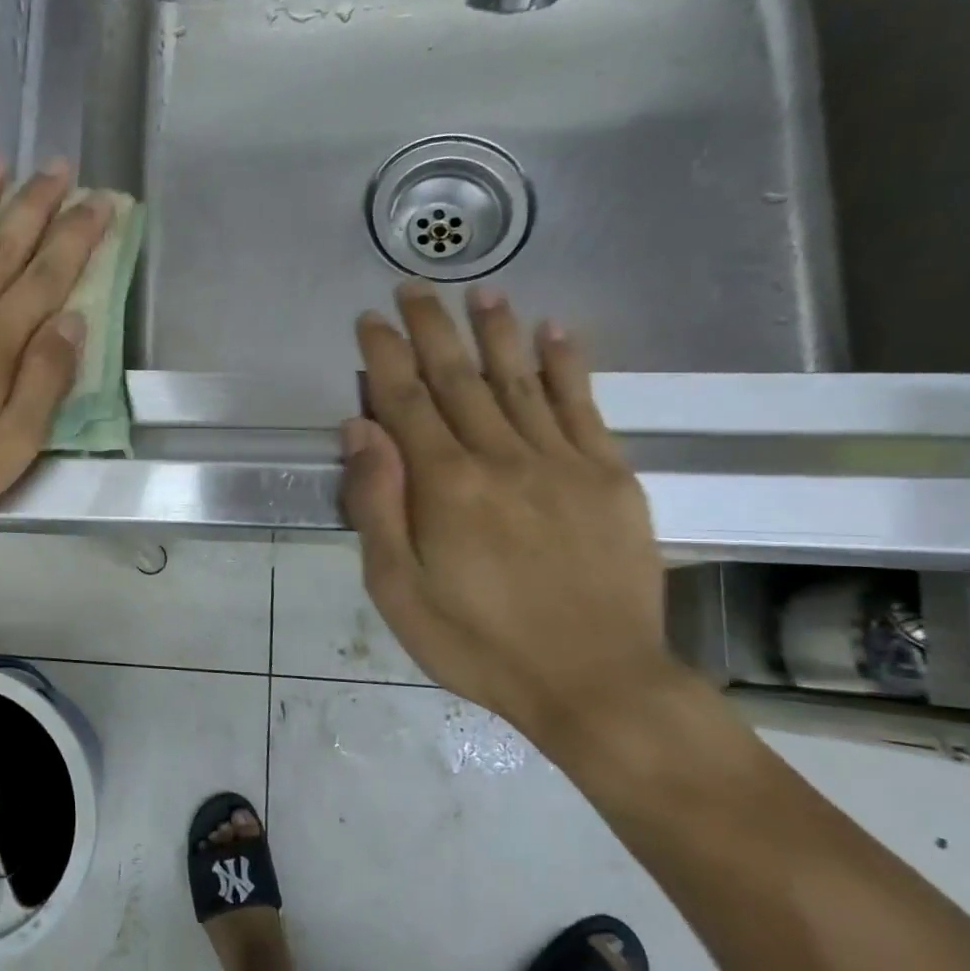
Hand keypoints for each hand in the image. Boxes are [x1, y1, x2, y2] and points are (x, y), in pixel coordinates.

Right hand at [341, 284, 676, 746]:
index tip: (369, 320)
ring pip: (521, 380)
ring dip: (497, 332)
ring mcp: (562, 463)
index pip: (406, 401)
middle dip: (432, 328)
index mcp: (444, 486)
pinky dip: (568, 366)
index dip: (385, 355)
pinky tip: (557, 332)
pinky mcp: (609, 478)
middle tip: (413, 287)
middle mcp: (502, 458)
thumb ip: (376, 504)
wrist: (594, 682)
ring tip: (480, 291)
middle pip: (459, 378)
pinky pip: (584, 407)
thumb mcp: (397, 588)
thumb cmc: (476, 642)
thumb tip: (360, 429)